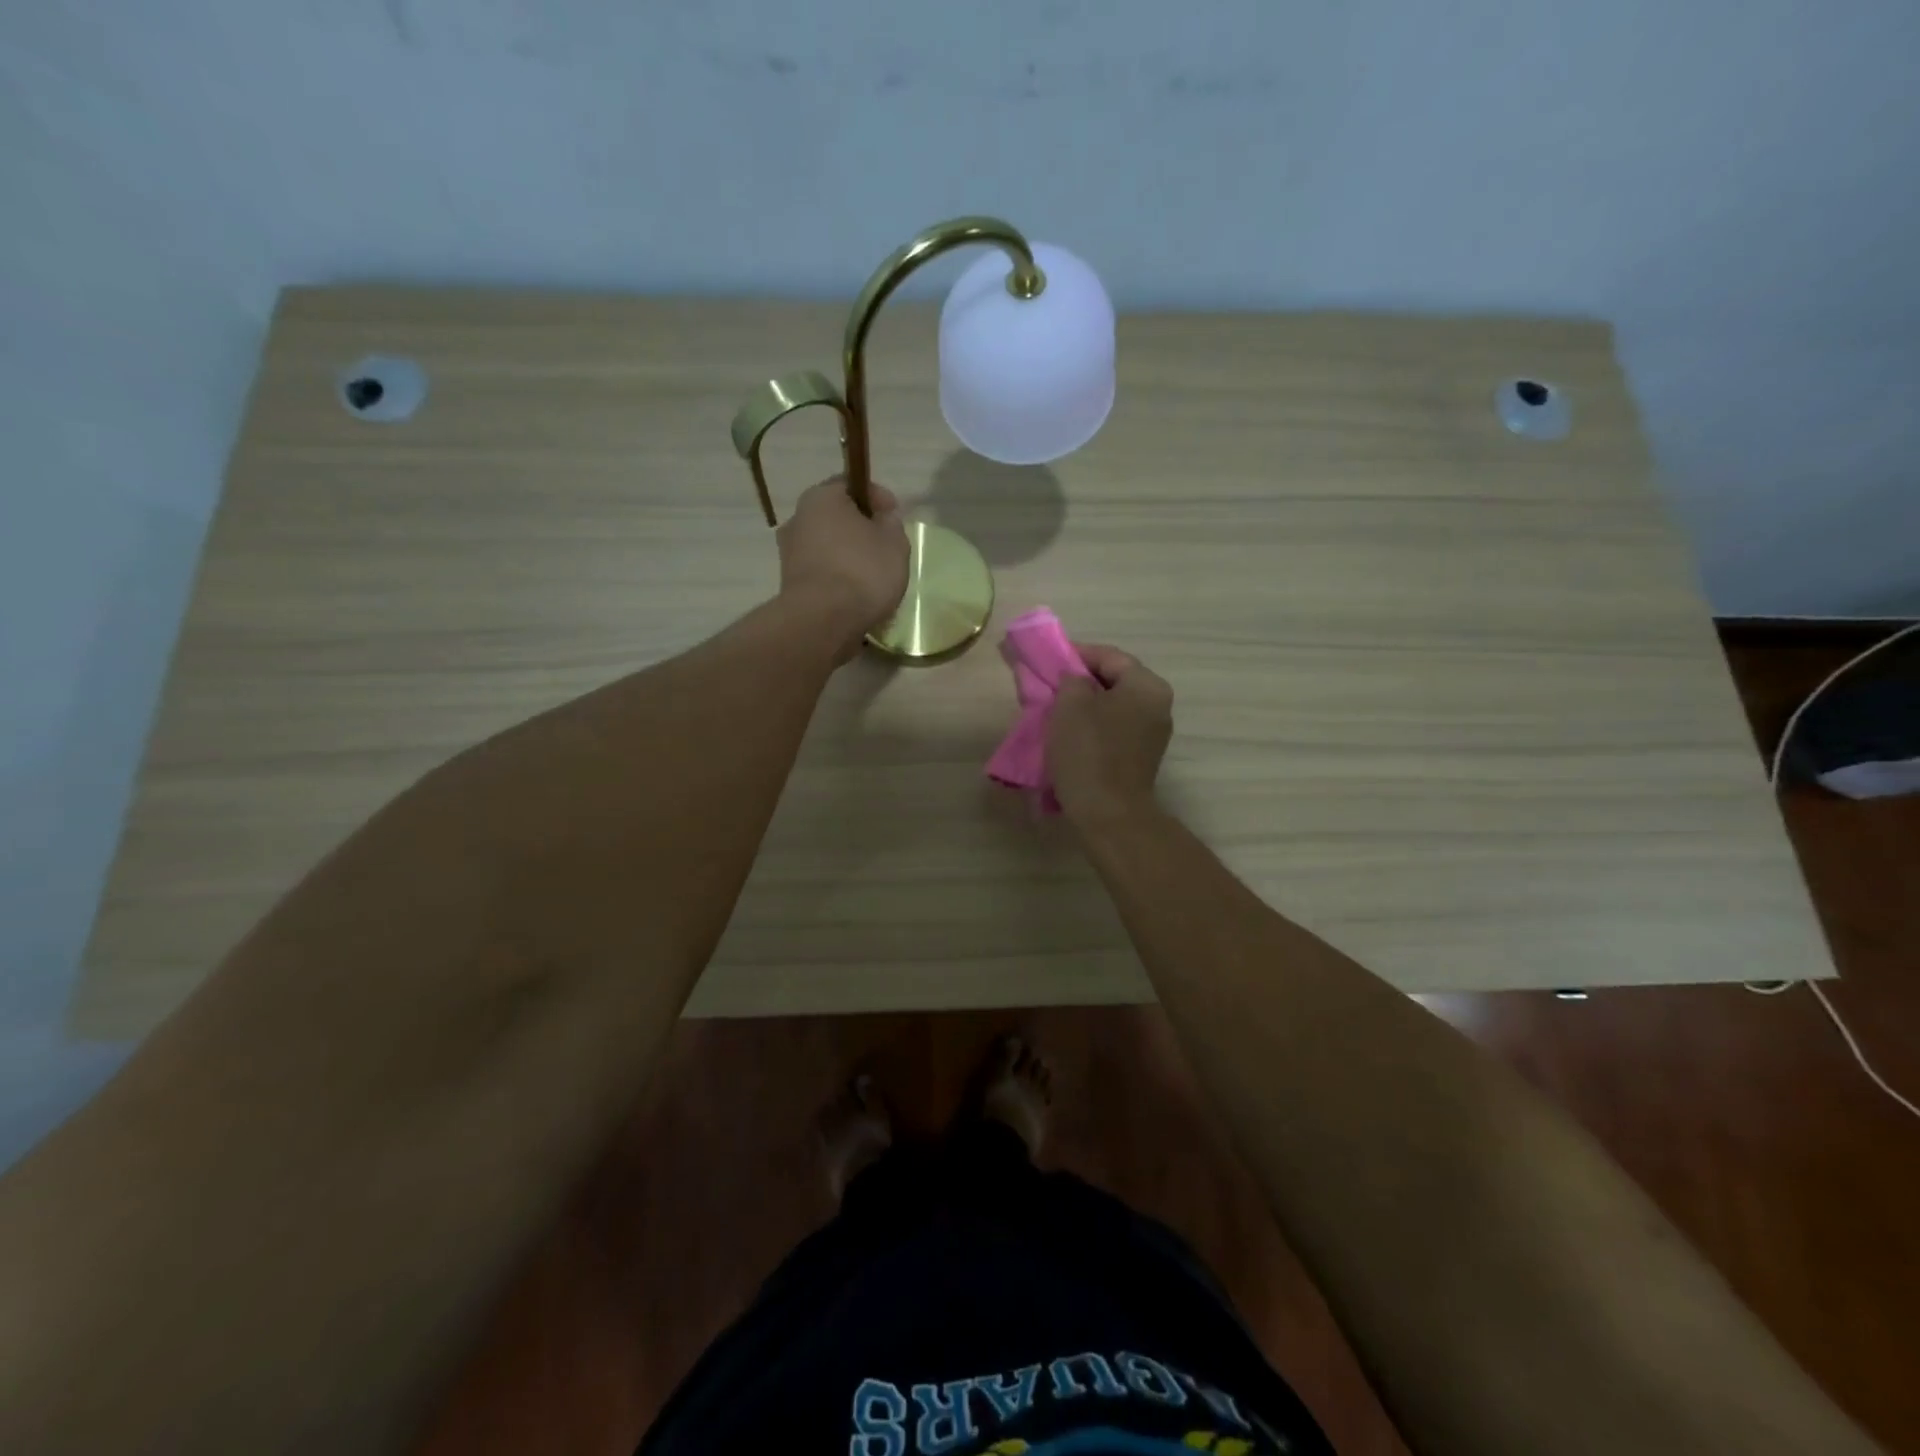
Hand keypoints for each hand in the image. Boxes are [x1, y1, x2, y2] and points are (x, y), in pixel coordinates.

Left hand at [777, 478, 910, 659]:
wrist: (822, 621)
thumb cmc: (862, 571)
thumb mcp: (894, 542)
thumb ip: (891, 523)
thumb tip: (881, 518)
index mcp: (821, 497)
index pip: (851, 483)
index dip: (877, 496)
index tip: (895, 514)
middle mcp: (798, 519)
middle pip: (836, 517)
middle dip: (861, 528)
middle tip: (886, 546)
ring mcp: (789, 553)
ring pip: (828, 546)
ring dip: (849, 555)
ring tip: (874, 575)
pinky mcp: (790, 584)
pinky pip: (822, 572)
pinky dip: (838, 578)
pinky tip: (857, 594)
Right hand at [1047, 644, 1173, 826]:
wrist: (1108, 813)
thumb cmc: (1089, 752)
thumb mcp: (1070, 704)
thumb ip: (1071, 679)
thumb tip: (1075, 679)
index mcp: (1147, 686)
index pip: (1109, 656)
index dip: (1076, 654)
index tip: (1048, 661)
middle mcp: (1158, 705)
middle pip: (1114, 680)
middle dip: (1080, 681)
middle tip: (1050, 686)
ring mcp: (1153, 733)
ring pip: (1113, 706)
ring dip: (1085, 706)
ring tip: (1055, 710)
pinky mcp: (1141, 756)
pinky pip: (1115, 729)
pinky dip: (1093, 726)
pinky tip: (1070, 734)